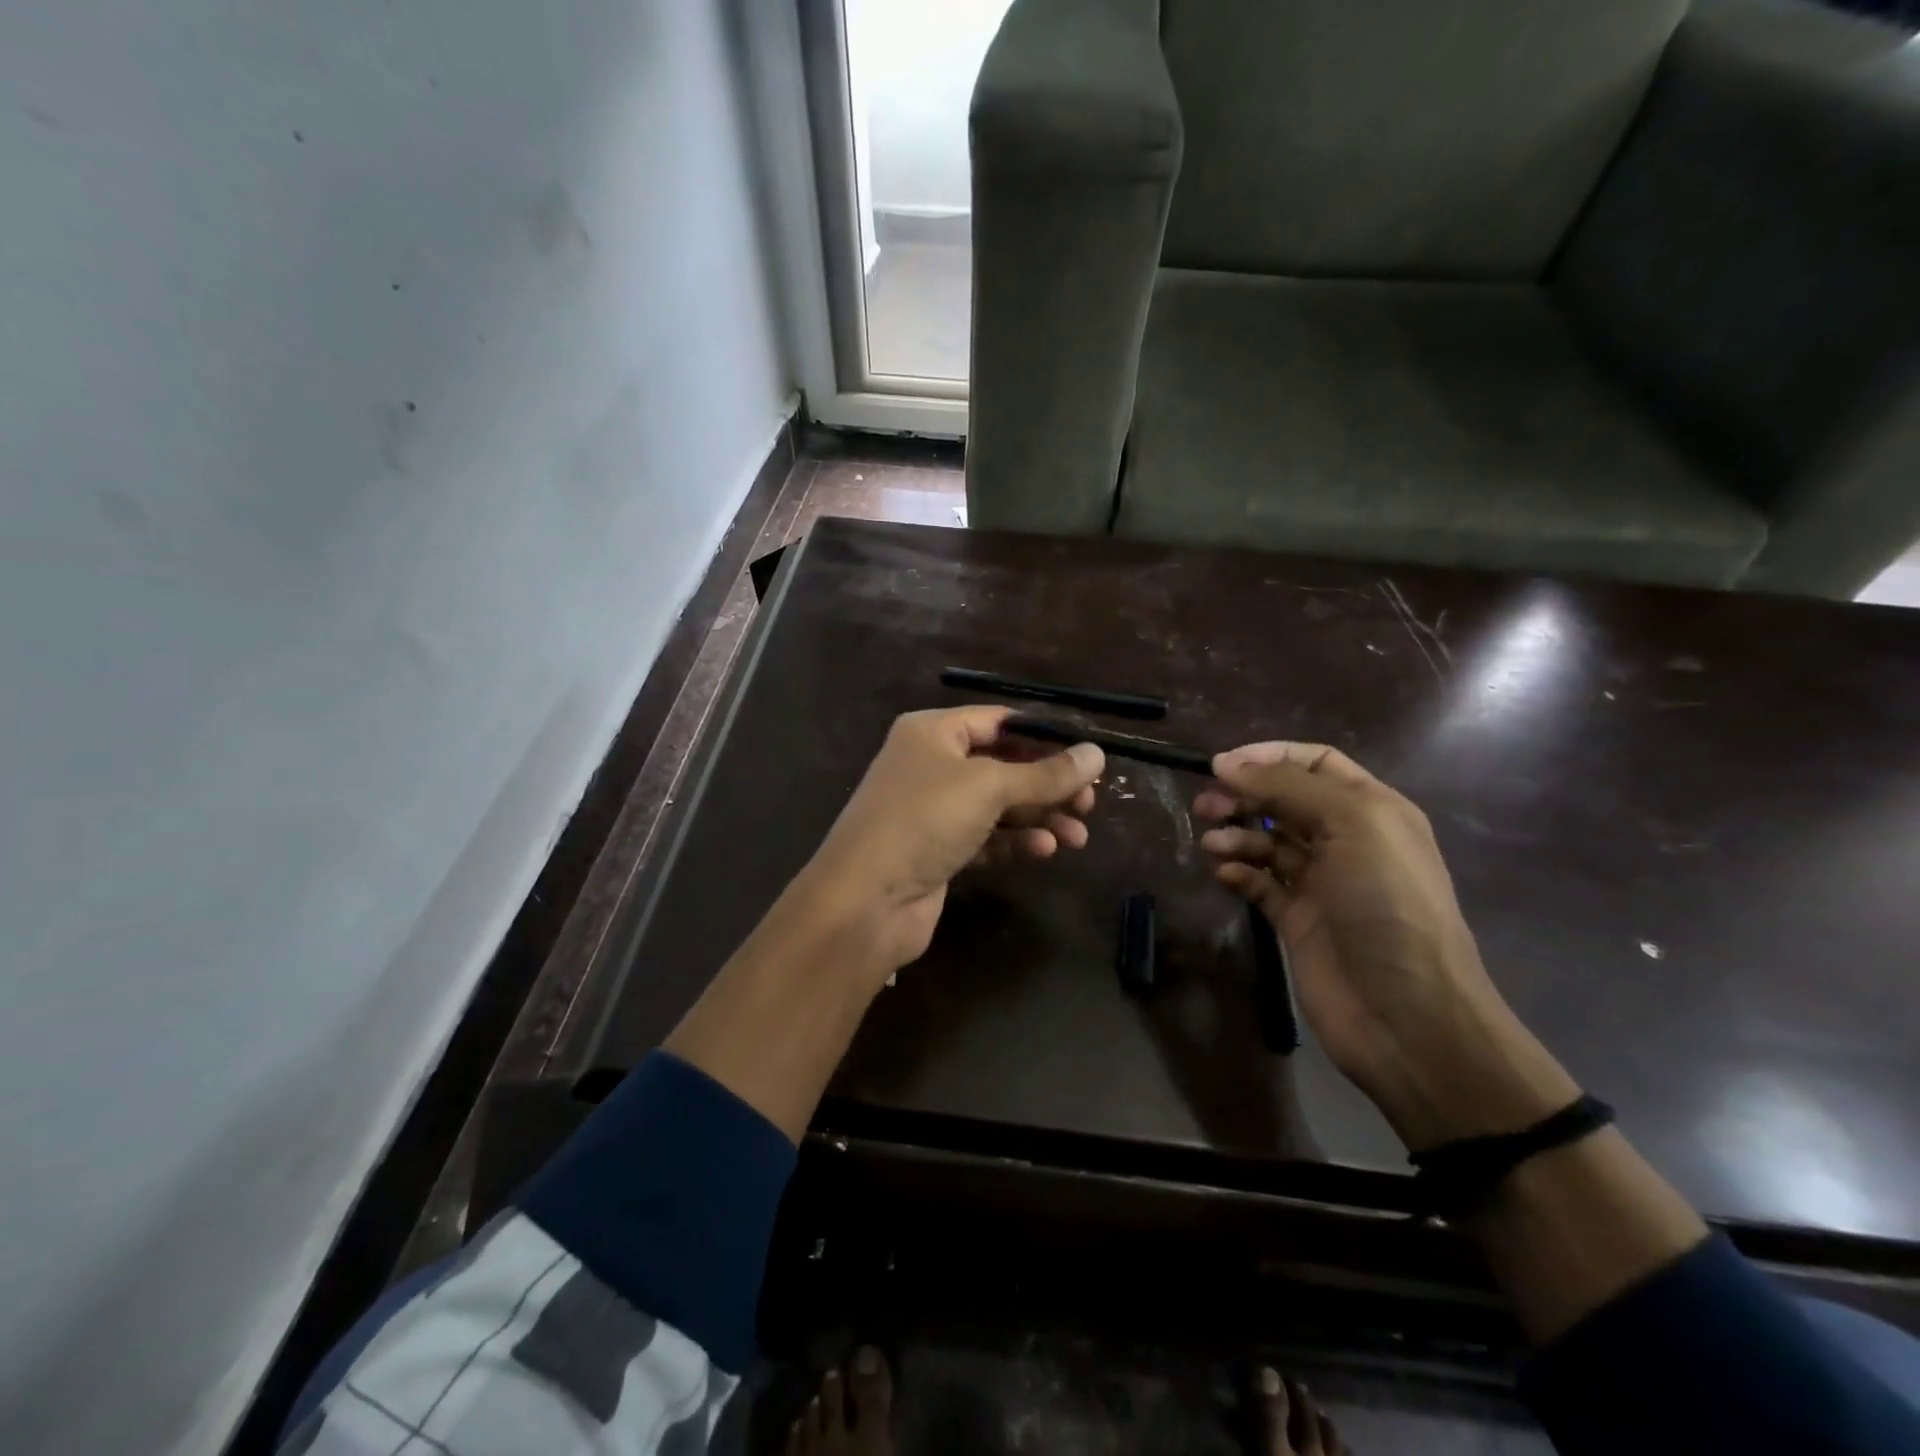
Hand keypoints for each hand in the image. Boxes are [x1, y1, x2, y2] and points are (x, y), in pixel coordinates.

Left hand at [798, 706, 1104, 982]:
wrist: (865, 901)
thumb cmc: (924, 821)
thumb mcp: (988, 787)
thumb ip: (1045, 774)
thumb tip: (1097, 754)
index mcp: (932, 732)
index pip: (998, 722)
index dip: (1044, 737)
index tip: (1087, 756)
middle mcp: (931, 765)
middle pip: (1003, 765)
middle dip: (1047, 784)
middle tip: (1089, 803)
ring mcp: (933, 810)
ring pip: (998, 805)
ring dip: (1039, 817)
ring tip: (1077, 836)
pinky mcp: (939, 850)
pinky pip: (987, 837)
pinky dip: (1016, 842)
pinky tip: (1045, 850)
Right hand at [1196, 742, 1576, 1149]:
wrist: (1406, 1012)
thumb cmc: (1387, 903)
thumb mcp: (1351, 824)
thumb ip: (1286, 786)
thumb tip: (1224, 762)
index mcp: (1371, 809)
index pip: (1315, 763)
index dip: (1269, 756)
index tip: (1222, 764)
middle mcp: (1346, 840)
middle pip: (1283, 800)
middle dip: (1244, 795)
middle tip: (1205, 804)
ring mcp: (1320, 882)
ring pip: (1266, 841)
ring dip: (1236, 834)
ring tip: (1211, 844)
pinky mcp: (1296, 919)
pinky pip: (1258, 882)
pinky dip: (1238, 871)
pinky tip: (1223, 873)